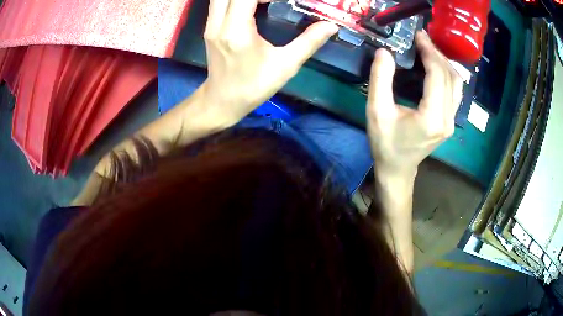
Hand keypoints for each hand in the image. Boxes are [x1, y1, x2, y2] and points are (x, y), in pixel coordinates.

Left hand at [201, 0, 337, 125]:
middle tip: (272, 1)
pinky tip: (251, 6)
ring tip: (263, 2)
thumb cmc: (254, 87)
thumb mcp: (286, 66)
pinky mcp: (209, 28)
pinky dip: (235, 0)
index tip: (284, 1)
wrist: (223, 101)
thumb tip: (330, 26)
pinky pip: (219, 3)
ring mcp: (210, 26)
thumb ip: (309, 42)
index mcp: (237, 31)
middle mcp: (219, 24)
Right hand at [366, 31, 462, 180]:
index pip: (438, 75)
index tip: (419, 35)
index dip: (429, 52)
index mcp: (432, 117)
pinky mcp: (450, 121)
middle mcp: (447, 119)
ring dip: (444, 62)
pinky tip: (436, 66)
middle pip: (450, 77)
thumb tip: (385, 52)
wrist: (398, 169)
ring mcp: (451, 121)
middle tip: (421, 38)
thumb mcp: (376, 111)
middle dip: (436, 53)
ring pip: (456, 83)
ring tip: (429, 49)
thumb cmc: (385, 144)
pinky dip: (447, 74)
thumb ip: (380, 79)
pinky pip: (455, 91)